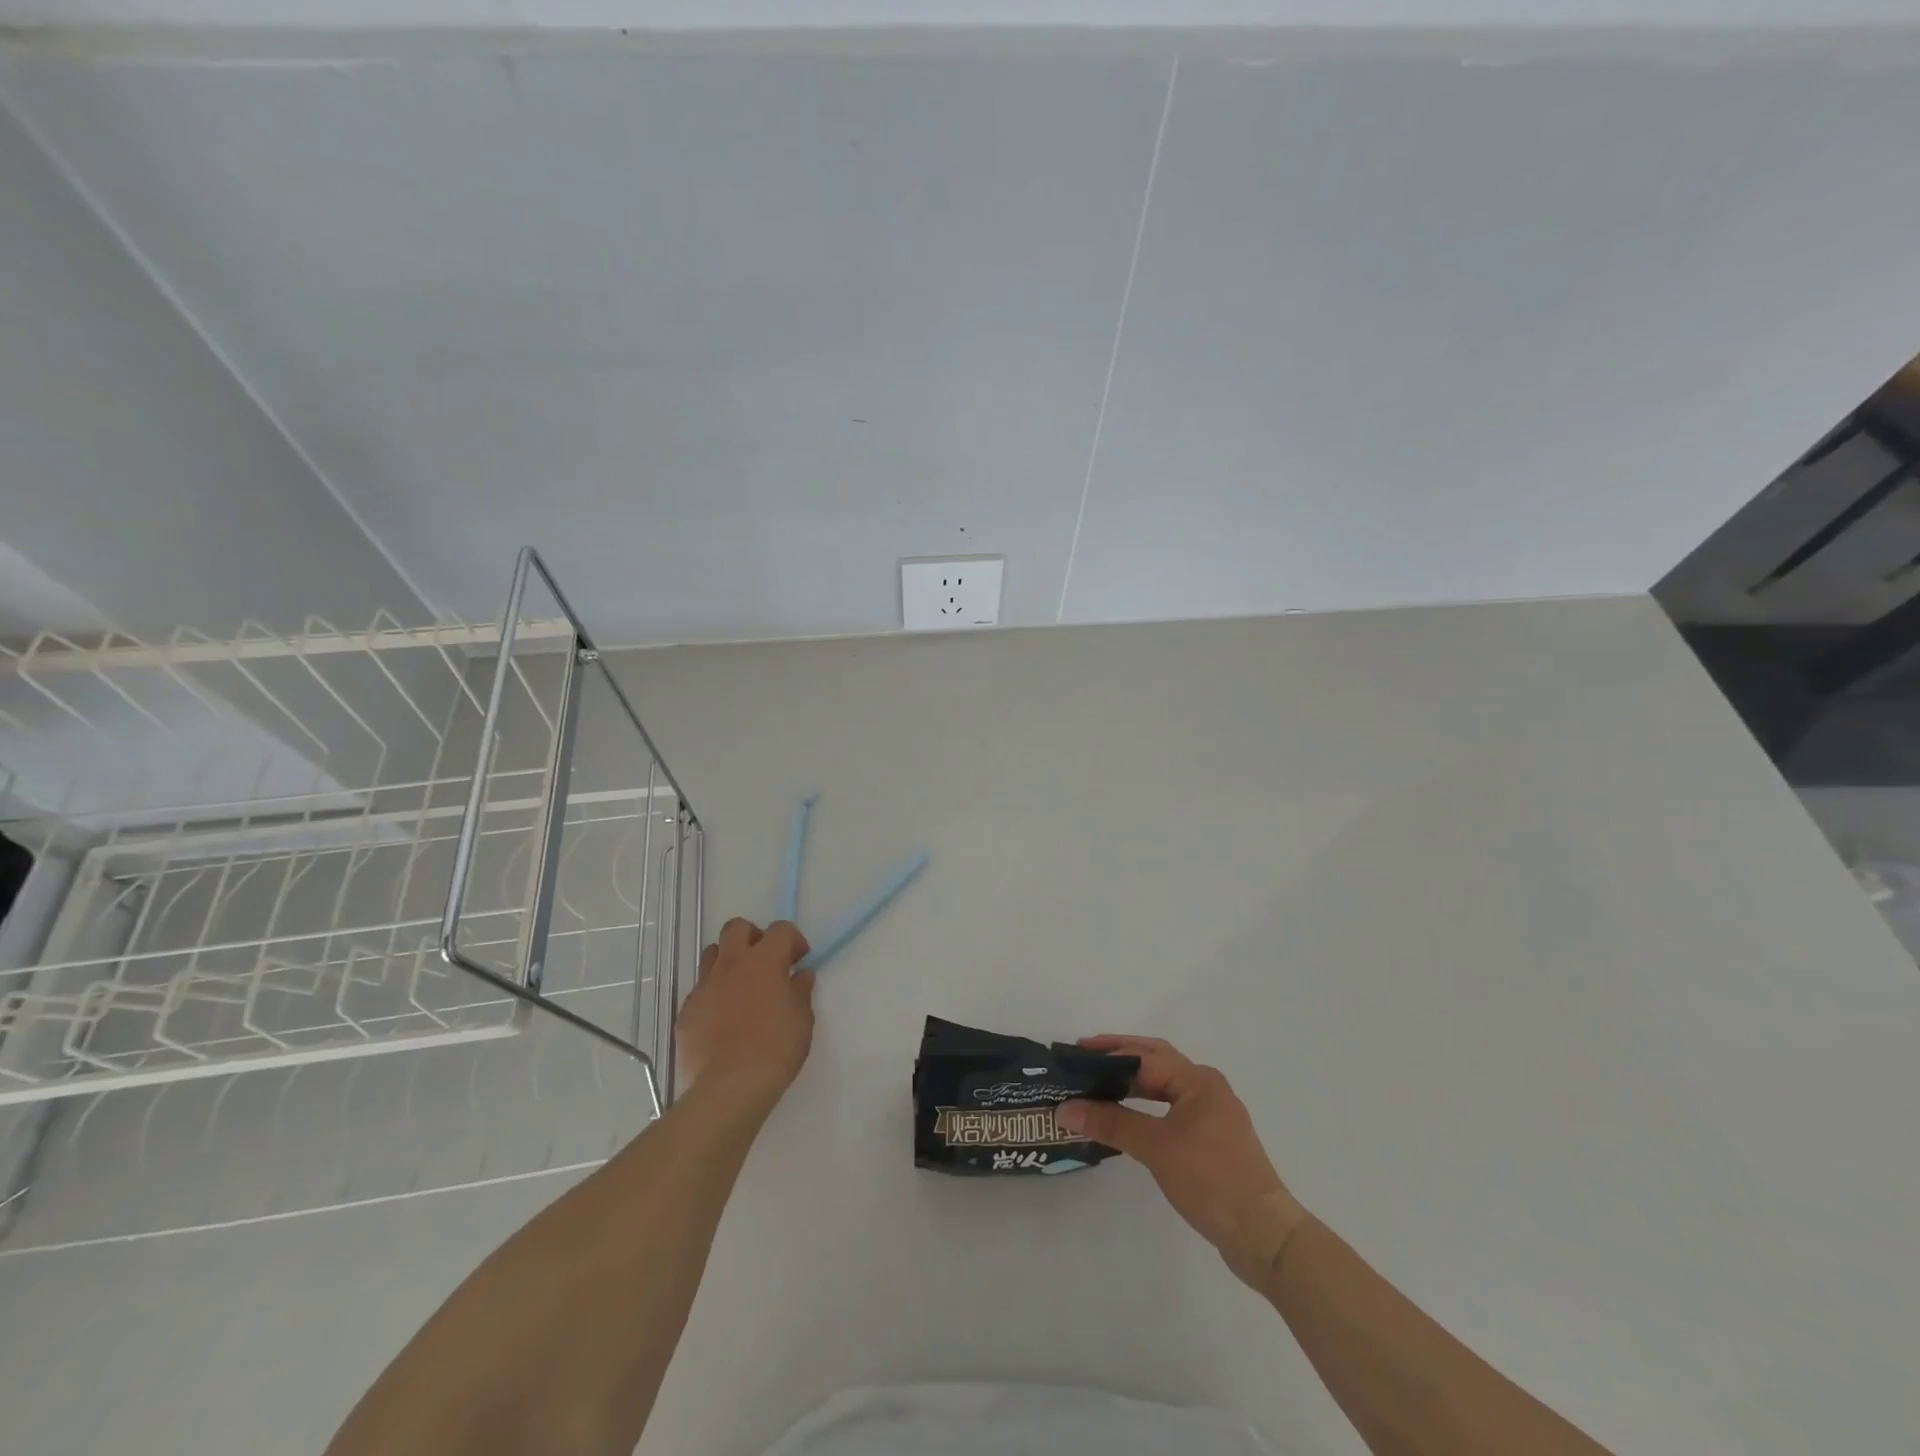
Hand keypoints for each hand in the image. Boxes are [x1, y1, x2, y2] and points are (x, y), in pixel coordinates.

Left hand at [676, 918, 814, 1110]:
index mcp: (764, 961)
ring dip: (728, 961)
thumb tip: (800, 975)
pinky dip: (713, 994)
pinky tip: (723, 1019)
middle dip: (753, 937)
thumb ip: (800, 991)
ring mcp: (704, 986)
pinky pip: (700, 989)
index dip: (793, 940)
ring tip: (741, 986)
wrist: (729, 1087)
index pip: (780, 929)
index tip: (798, 960)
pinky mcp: (686, 1011)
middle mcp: (731, 964)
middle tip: (765, 962)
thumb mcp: (802, 1020)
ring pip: (712, 954)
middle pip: (736, 927)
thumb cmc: (775, 1049)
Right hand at [1058, 1035, 1309, 1289]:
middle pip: (1156, 1062)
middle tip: (1083, 1060)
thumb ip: (1111, 1123)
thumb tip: (1066, 1109)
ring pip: (1165, 1086)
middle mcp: (1208, 1088)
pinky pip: (1171, 1109)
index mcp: (1198, 1080)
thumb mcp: (1156, 1148)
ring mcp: (1213, 1115)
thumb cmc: (1211, 1179)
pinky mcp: (1213, 1141)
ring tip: (1099, 1085)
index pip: (1144, 1056)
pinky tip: (1128, 1118)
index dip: (1107, 1054)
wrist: (1264, 1235)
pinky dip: (1146, 1106)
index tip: (1074, 1057)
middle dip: (1119, 1058)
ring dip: (1133, 1082)